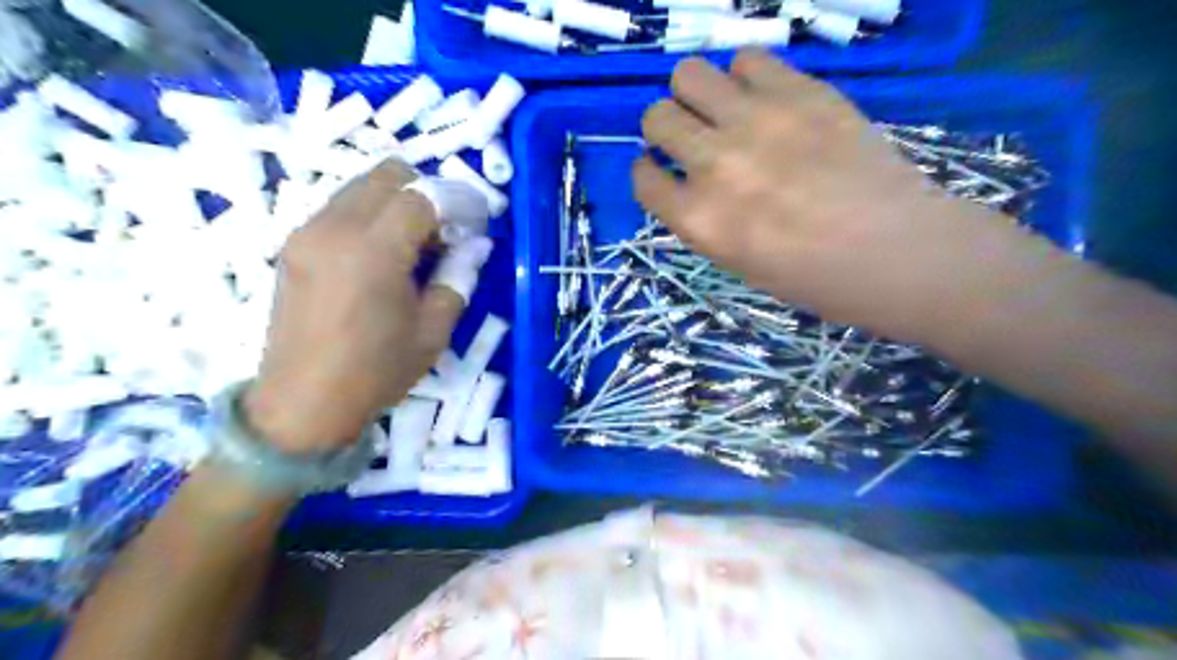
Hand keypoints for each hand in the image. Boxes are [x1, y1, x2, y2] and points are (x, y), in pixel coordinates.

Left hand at [242, 160, 464, 452]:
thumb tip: (476, 245)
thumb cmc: (376, 371)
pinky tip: (382, 255)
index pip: (423, 196)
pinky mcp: (293, 245)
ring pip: (361, 186)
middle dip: (426, 191)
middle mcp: (334, 227)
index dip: (457, 202)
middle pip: (388, 175)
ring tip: (415, 245)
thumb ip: (458, 277)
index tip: (477, 221)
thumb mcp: (433, 331)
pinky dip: (370, 215)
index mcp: (373, 250)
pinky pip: (339, 208)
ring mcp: (307, 232)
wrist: (303, 403)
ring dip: (397, 202)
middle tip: (446, 231)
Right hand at [631, 48, 1006, 341]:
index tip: (664, 172)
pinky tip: (764, 98)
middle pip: (656, 118)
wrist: (900, 253)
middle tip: (694, 139)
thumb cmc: (816, 279)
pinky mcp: (800, 92)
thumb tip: (689, 182)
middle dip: (666, 129)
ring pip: (688, 75)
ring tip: (723, 111)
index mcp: (700, 221)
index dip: (650, 173)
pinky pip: (746, 58)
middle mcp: (716, 165)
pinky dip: (745, 76)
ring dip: (696, 94)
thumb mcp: (740, 265)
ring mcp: (758, 122)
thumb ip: (705, 220)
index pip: (644, 179)